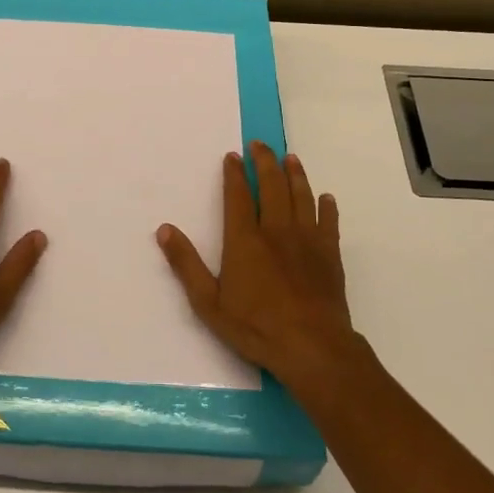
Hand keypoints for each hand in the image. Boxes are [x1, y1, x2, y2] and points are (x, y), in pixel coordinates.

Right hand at [156, 141, 363, 397]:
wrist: (312, 347)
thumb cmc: (256, 326)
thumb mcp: (208, 302)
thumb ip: (186, 265)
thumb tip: (164, 230)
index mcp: (245, 240)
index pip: (238, 196)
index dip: (234, 174)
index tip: (233, 156)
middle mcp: (276, 231)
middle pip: (272, 186)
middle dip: (265, 162)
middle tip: (260, 145)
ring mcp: (307, 241)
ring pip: (301, 197)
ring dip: (295, 175)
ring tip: (291, 158)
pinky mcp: (329, 255)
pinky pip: (328, 222)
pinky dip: (326, 207)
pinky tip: (325, 198)